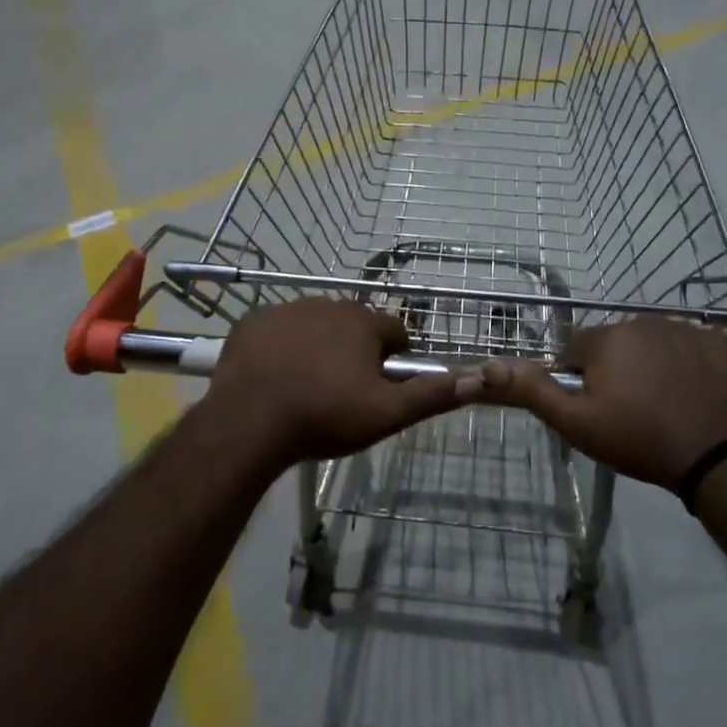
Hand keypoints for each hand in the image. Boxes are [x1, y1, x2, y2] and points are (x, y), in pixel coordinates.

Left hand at [206, 299, 473, 469]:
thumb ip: (432, 395)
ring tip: (306, 387)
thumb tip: (477, 378)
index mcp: (362, 322)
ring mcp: (286, 309)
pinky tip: (274, 376)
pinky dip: (281, 346)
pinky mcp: (252, 321)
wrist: (249, 422)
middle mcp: (327, 304)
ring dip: (318, 346)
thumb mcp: (386, 413)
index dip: (394, 358)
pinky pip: (277, 329)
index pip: (395, 331)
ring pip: (315, 325)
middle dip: (354, 351)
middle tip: (342, 392)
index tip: (381, 386)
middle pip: (354, 325)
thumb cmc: (324, 417)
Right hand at [476, 317, 726, 489]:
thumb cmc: (640, 440)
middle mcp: (647, 322)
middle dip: (620, 372)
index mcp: (608, 338)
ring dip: (656, 368)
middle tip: (633, 413)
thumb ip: (533, 391)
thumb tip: (488, 365)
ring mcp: (691, 331)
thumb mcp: (577, 423)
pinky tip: (700, 400)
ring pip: (658, 346)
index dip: (582, 380)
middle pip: (620, 345)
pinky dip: (694, 370)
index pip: (579, 350)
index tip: (598, 409)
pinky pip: (697, 352)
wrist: (721, 460)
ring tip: (668, 409)